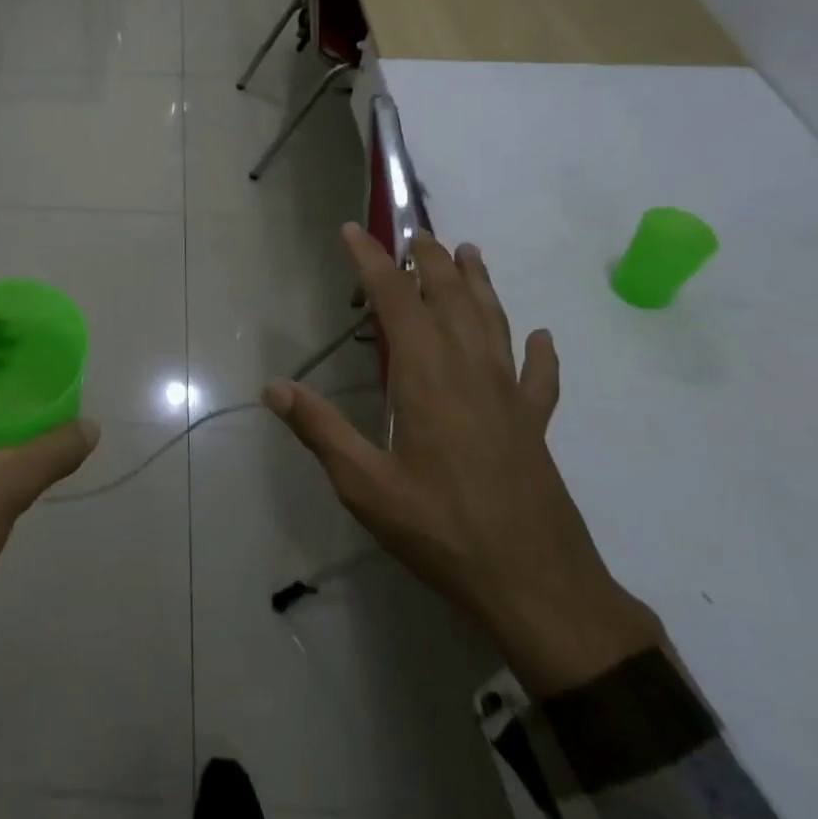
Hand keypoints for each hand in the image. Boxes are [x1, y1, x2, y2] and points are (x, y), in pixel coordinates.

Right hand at [263, 225, 660, 694]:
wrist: (539, 589)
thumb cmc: (444, 532)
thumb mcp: (367, 487)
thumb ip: (321, 431)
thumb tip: (275, 387)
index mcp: (427, 378)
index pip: (396, 301)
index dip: (372, 261)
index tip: (352, 230)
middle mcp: (471, 372)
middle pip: (451, 299)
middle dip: (430, 259)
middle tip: (415, 230)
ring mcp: (509, 398)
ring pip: (494, 323)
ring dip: (480, 284)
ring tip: (470, 252)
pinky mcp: (534, 426)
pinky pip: (540, 378)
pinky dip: (540, 353)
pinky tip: (542, 338)